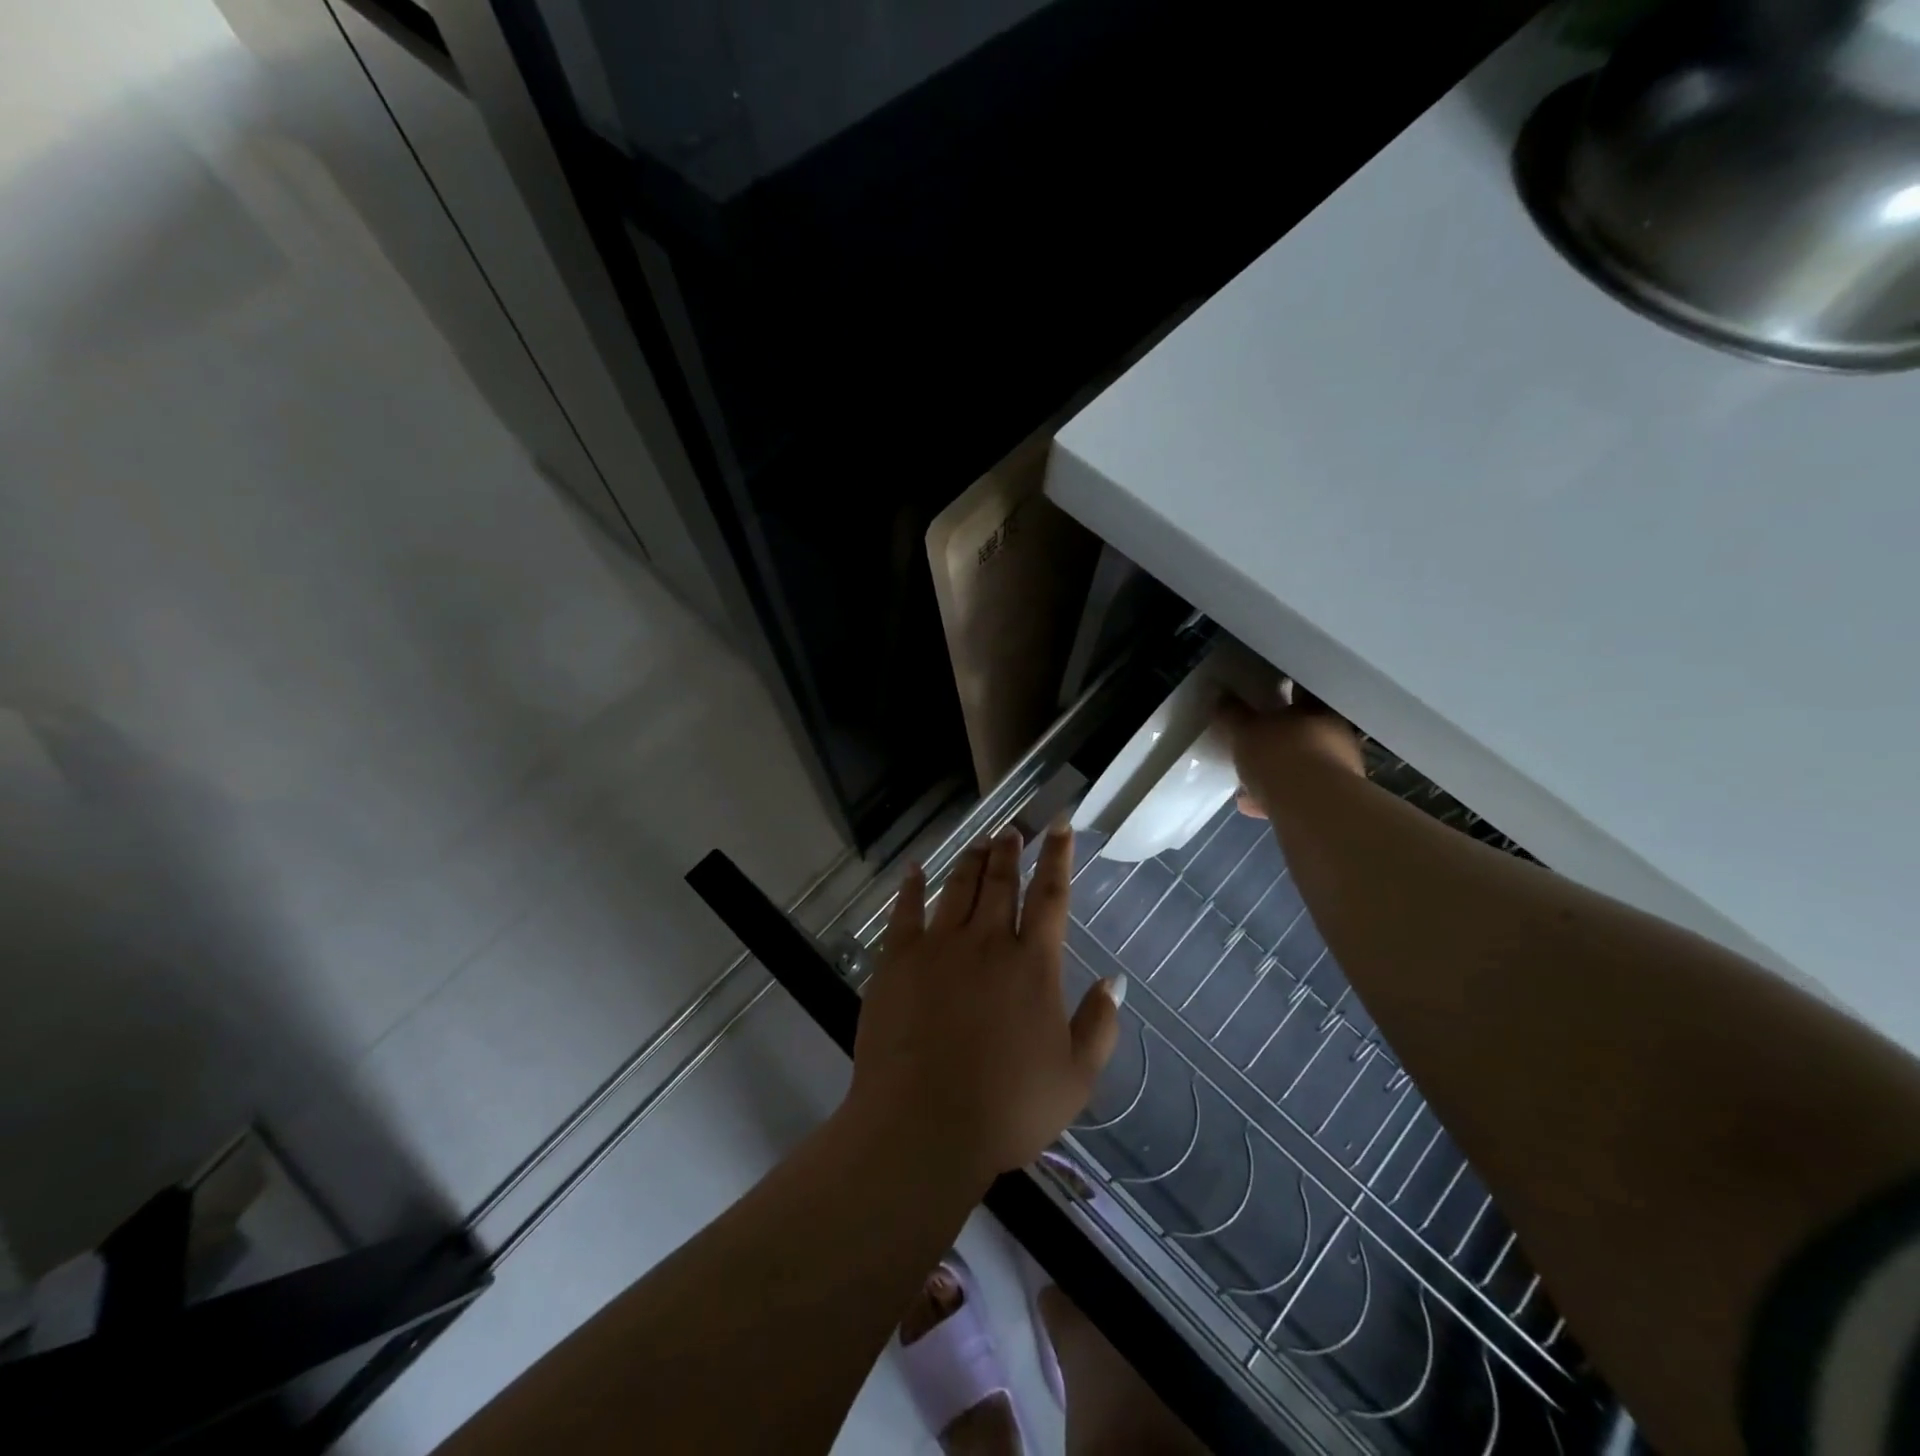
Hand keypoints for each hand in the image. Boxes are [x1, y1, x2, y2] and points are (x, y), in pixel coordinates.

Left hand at [847, 824, 1122, 1185]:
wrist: (923, 1126)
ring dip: (971, 860)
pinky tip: (915, 869)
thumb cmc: (1007, 1109)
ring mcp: (938, 946)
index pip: (1051, 895)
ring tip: (980, 842)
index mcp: (1032, 965)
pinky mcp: (897, 960)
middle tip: (1012, 830)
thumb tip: (1115, 981)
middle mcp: (987, 942)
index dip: (1058, 857)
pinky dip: (912, 886)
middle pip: (1001, 881)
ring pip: (958, 887)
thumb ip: (1099, 1025)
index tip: (1060, 826)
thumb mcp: (1075, 1078)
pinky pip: (905, 910)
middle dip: (1010, 850)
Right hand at [1219, 691, 1363, 819]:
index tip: (1262, 697)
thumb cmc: (1280, 755)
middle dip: (1277, 737)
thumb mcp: (1244, 730)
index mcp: (1319, 710)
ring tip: (1244, 780)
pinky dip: (1275, 796)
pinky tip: (1250, 804)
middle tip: (1252, 741)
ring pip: (1301, 764)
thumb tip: (1221, 696)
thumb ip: (1232, 713)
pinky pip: (1298, 792)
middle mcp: (1336, 735)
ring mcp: (1337, 769)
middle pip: (1302, 730)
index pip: (1301, 692)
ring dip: (1276, 770)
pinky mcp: (1330, 800)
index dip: (1281, 692)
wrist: (1313, 808)